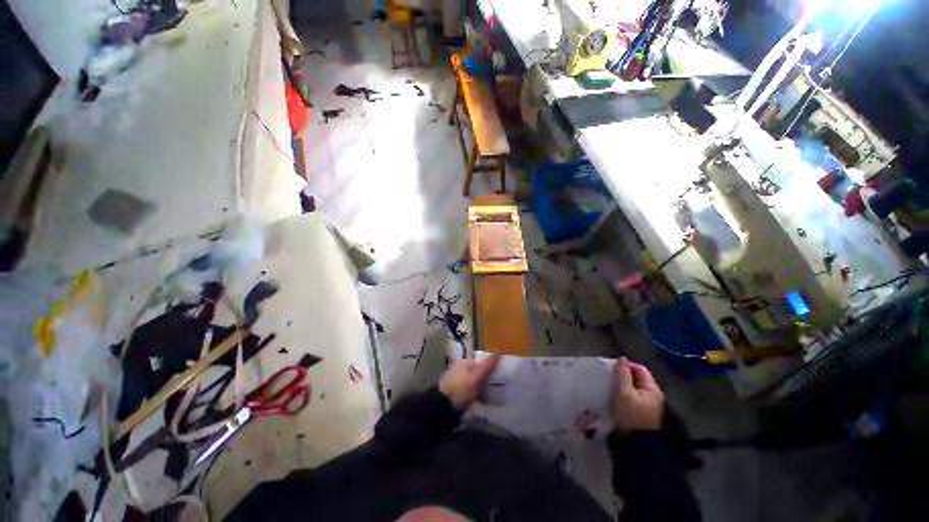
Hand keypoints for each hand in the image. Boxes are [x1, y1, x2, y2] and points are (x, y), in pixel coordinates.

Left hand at [439, 355, 500, 409]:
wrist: (443, 409)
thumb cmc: (460, 390)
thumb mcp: (476, 378)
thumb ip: (487, 366)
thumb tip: (498, 352)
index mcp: (463, 362)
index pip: (480, 363)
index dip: (489, 370)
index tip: (498, 379)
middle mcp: (459, 369)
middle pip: (477, 373)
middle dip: (486, 381)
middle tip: (495, 390)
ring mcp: (457, 381)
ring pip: (474, 383)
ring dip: (481, 389)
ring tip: (490, 398)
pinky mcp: (456, 393)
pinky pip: (470, 392)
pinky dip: (476, 396)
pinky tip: (481, 403)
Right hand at [612, 357, 663, 432]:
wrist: (636, 445)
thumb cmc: (631, 416)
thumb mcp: (624, 393)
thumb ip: (623, 375)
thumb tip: (622, 358)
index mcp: (652, 389)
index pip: (639, 369)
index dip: (626, 365)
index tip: (612, 368)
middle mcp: (653, 395)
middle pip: (637, 378)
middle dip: (623, 375)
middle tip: (609, 376)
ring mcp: (649, 405)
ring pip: (634, 387)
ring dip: (623, 384)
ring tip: (610, 385)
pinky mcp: (643, 412)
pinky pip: (633, 397)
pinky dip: (624, 393)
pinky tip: (615, 396)